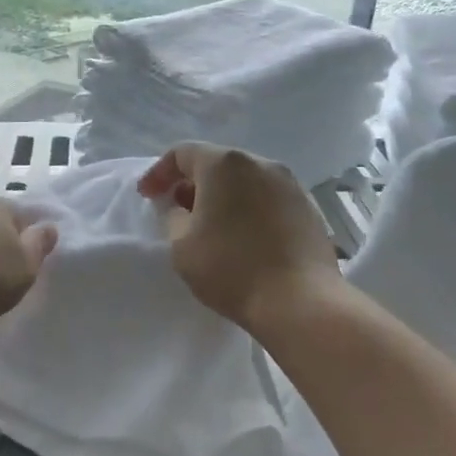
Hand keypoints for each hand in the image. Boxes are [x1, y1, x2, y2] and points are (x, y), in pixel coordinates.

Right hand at [137, 144, 340, 334]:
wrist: (301, 301)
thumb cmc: (232, 269)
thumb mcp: (182, 246)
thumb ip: (173, 217)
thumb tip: (180, 207)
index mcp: (224, 165)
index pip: (182, 153)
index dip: (159, 173)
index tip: (147, 197)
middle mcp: (260, 163)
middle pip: (217, 163)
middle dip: (192, 183)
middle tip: (177, 209)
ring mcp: (290, 183)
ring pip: (245, 180)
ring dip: (222, 195)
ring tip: (210, 224)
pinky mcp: (308, 207)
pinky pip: (268, 198)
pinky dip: (248, 208)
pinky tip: (243, 235)